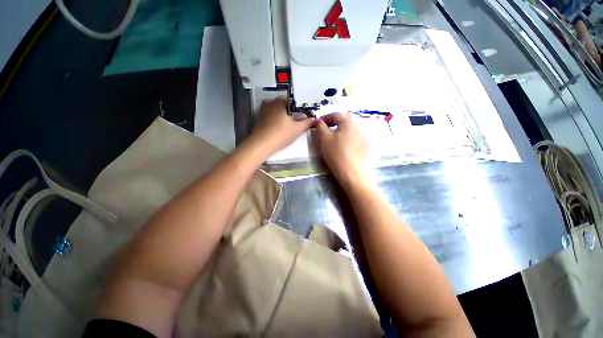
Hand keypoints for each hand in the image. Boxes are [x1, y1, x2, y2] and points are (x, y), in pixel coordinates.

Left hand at [250, 98, 314, 156]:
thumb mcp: (297, 129)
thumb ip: (307, 122)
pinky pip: (272, 115)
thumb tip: (314, 119)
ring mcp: (263, 110)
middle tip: (300, 120)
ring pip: (278, 110)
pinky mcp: (259, 118)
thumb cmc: (281, 134)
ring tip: (292, 124)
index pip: (294, 101)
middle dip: (294, 112)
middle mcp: (270, 102)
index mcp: (280, 101)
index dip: (302, 108)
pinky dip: (278, 119)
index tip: (307, 115)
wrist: (261, 145)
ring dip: (286, 116)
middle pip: (286, 105)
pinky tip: (281, 127)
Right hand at [313, 113, 367, 185]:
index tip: (318, 123)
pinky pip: (356, 135)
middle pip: (346, 118)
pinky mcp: (366, 144)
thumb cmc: (336, 153)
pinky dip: (349, 135)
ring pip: (352, 127)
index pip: (336, 114)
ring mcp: (364, 135)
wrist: (352, 172)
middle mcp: (359, 125)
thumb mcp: (324, 138)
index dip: (325, 117)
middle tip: (327, 127)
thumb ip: (320, 126)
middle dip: (336, 120)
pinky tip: (345, 143)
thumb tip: (318, 121)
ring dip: (343, 127)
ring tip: (335, 135)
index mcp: (349, 121)